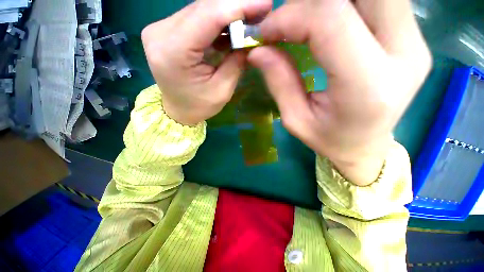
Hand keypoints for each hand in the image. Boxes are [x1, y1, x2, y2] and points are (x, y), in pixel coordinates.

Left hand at [141, 0, 271, 125]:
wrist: (178, 110)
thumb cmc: (199, 106)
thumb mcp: (222, 90)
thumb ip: (236, 62)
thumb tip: (252, 38)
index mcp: (173, 52)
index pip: (209, 16)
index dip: (239, 6)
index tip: (265, 4)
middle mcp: (160, 33)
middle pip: (203, 8)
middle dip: (235, 7)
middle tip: (261, 10)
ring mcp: (159, 29)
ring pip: (200, 10)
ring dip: (227, 13)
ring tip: (249, 19)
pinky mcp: (164, 30)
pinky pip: (195, 18)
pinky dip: (215, 21)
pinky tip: (231, 28)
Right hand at [248, 0, 431, 185]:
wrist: (366, 146)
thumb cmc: (329, 139)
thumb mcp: (295, 119)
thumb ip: (279, 82)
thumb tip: (258, 50)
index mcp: (368, 86)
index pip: (330, 21)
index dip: (291, 17)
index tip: (266, 33)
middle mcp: (404, 53)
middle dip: (312, 0)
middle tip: (287, 19)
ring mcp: (415, 41)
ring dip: (328, 1)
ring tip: (303, 20)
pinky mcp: (412, 36)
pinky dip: (345, 3)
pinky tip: (325, 20)